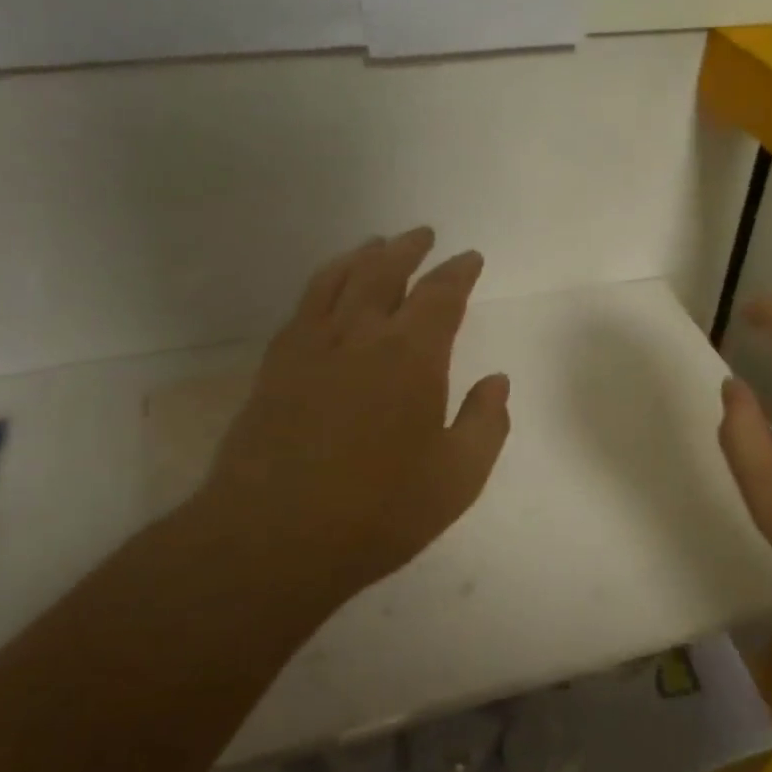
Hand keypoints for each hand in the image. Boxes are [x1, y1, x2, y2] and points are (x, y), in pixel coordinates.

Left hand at [181, 227, 511, 604]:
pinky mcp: (275, 366)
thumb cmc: (378, 511)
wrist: (273, 536)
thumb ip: (485, 423)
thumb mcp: (457, 478)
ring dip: (362, 256)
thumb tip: (497, 382)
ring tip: (375, 245)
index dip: (458, 272)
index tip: (469, 258)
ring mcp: (311, 347)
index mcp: (411, 355)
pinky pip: (303, 306)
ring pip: (338, 280)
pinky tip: (326, 291)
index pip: (441, 295)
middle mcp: (360, 335)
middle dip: (408, 249)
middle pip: (384, 271)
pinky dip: (322, 284)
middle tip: (422, 235)